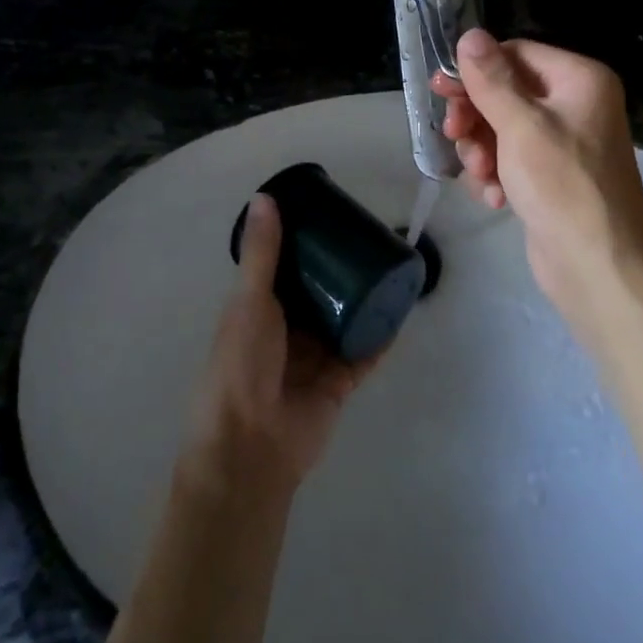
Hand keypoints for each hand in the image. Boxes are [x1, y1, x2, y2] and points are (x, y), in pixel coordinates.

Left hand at [183, 195, 371, 496]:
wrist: (251, 446)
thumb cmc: (241, 364)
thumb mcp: (249, 300)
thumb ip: (263, 253)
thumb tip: (265, 197)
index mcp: (258, 309)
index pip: (285, 269)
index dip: (305, 245)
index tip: (330, 217)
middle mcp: (286, 331)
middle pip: (319, 293)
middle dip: (340, 270)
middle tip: (368, 238)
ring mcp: (314, 358)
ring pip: (344, 320)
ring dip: (363, 299)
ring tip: (390, 266)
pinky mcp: (339, 383)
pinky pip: (364, 353)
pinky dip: (381, 335)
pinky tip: (401, 310)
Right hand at [433, 29, 642, 317]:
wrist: (600, 268)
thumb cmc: (562, 186)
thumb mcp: (521, 126)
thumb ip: (491, 80)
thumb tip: (469, 34)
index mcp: (579, 80)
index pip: (516, 54)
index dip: (476, 71)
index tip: (441, 90)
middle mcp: (575, 104)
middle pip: (506, 92)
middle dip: (477, 117)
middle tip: (454, 134)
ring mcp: (564, 143)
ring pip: (503, 128)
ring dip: (483, 150)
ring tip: (482, 177)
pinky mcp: (552, 176)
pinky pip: (512, 159)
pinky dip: (497, 174)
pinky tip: (495, 197)